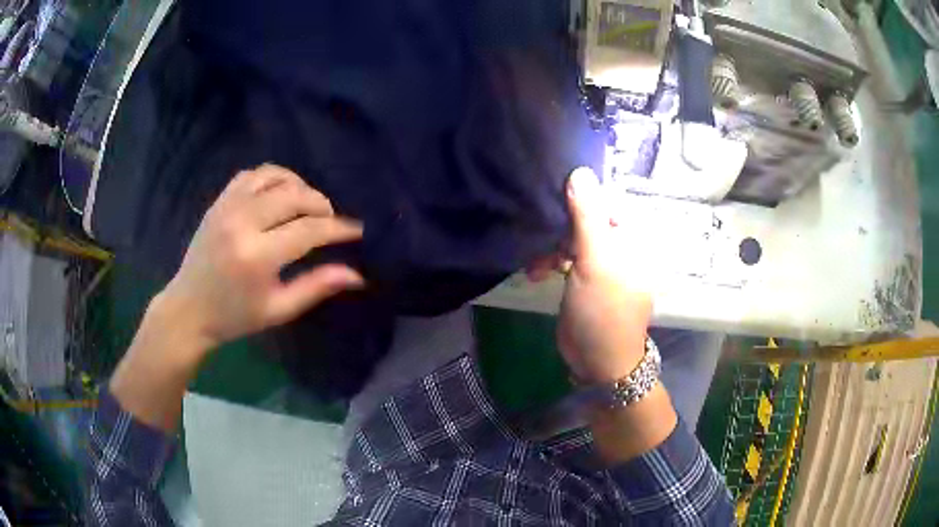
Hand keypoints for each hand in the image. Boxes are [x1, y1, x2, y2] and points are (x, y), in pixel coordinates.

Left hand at [158, 164, 364, 351]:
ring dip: (298, 186)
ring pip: (274, 177)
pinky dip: (272, 178)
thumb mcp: (278, 310)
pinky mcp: (218, 202)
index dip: (338, 228)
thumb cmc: (235, 317)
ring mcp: (227, 207)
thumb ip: (317, 287)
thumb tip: (357, 275)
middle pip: (294, 195)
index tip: (357, 230)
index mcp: (257, 256)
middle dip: (321, 204)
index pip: (309, 230)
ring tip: (307, 205)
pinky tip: (279, 194)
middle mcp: (242, 223)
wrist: (189, 309)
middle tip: (331, 220)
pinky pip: (251, 175)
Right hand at [556, 168, 651, 383]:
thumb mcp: (595, 261)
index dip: (580, 198)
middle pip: (587, 218)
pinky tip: (536, 273)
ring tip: (536, 266)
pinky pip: (567, 257)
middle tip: (542, 239)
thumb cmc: (603, 311)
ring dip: (552, 248)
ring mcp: (603, 262)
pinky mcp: (585, 277)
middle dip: (561, 228)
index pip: (607, 201)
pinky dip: (551, 262)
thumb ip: (587, 217)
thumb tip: (580, 171)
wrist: (597, 362)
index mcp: (633, 238)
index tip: (552, 199)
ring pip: (573, 238)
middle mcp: (621, 245)